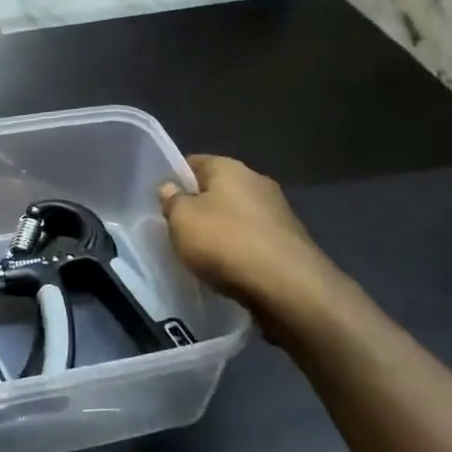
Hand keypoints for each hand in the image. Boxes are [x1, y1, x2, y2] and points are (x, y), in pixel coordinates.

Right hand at [158, 155, 365, 346]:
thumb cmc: (226, 243)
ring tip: (202, 255)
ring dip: (221, 231)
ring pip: (236, 216)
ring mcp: (278, 212)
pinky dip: (240, 251)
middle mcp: (257, 182)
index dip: (174, 179)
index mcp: (229, 167)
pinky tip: (229, 270)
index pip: (193, 162)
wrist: (290, 288)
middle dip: (198, 207)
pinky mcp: (290, 242)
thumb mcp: (182, 220)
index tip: (162, 201)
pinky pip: (254, 240)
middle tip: (178, 230)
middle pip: (217, 189)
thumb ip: (172, 201)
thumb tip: (171, 188)